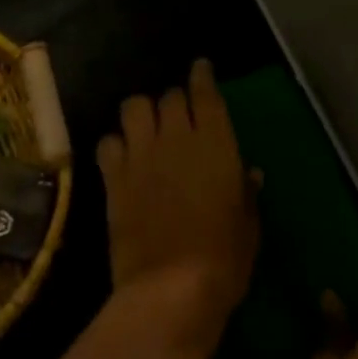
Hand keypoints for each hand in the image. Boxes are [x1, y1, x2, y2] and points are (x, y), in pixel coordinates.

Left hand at [95, 60, 257, 358]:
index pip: (205, 92)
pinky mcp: (115, 177)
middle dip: (174, 101)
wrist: (171, 290)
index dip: (202, 75)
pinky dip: (115, 143)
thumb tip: (250, 173)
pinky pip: (108, 142)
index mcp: (215, 142)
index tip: (201, 68)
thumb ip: (246, 192)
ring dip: (141, 112)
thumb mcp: (249, 226)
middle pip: (169, 96)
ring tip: (146, 128)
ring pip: (134, 107)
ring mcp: (142, 154)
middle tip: (178, 116)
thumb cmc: (224, 260)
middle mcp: (176, 137)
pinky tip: (122, 157)